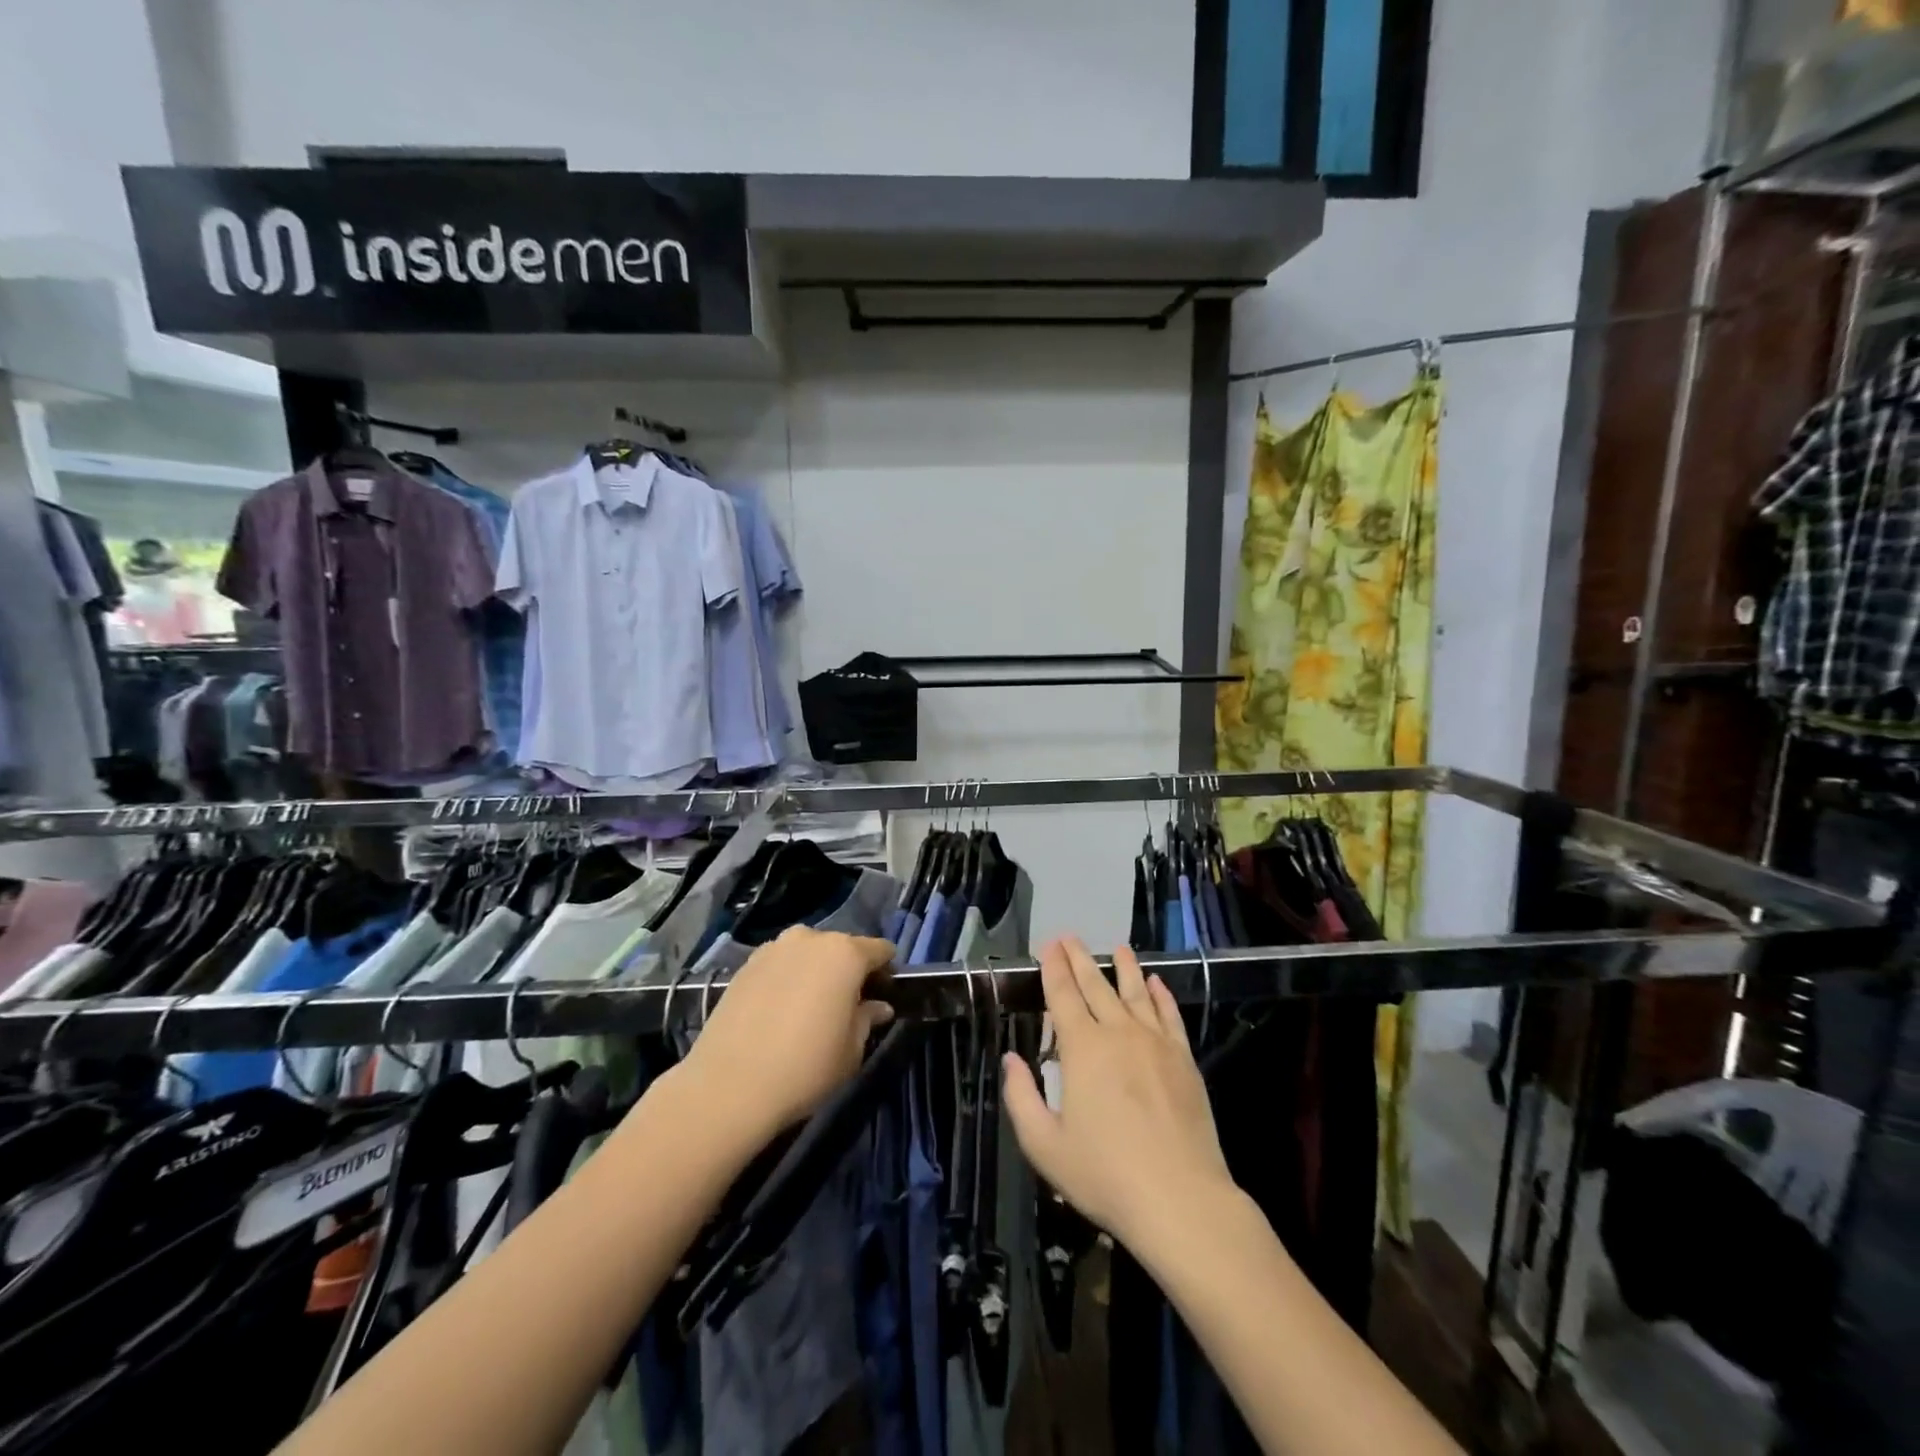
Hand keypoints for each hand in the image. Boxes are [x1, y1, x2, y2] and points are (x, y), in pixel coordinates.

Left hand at [677, 925, 895, 1145]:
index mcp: (845, 954)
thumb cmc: (805, 1067)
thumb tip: (877, 1006)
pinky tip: (780, 1011)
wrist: (729, 1086)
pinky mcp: (745, 966)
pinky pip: (779, 965)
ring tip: (809, 1007)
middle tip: (847, 1004)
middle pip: (841, 948)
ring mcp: (774, 949)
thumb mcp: (851, 1051)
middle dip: (848, 970)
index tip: (885, 993)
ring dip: (815, 972)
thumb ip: (867, 1020)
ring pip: (807, 954)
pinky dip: (786, 979)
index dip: (886, 970)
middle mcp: (810, 939)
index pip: (880, 950)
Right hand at [1003, 939, 1233, 1249]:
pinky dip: (1161, 996)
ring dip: (1125, 968)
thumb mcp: (1044, 1145)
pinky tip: (1157, 984)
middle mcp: (1119, 1033)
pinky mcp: (1184, 1060)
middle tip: (1071, 937)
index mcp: (1082, 1048)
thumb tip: (1012, 1060)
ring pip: (1136, 993)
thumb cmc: (1105, 1175)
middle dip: (1081, 958)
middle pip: (1097, 985)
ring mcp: (1156, 1043)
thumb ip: (1022, 1097)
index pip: (1064, 995)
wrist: (1180, 1199)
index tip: (1049, 945)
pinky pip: (1170, 1016)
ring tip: (1118, 948)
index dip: (1054, 968)